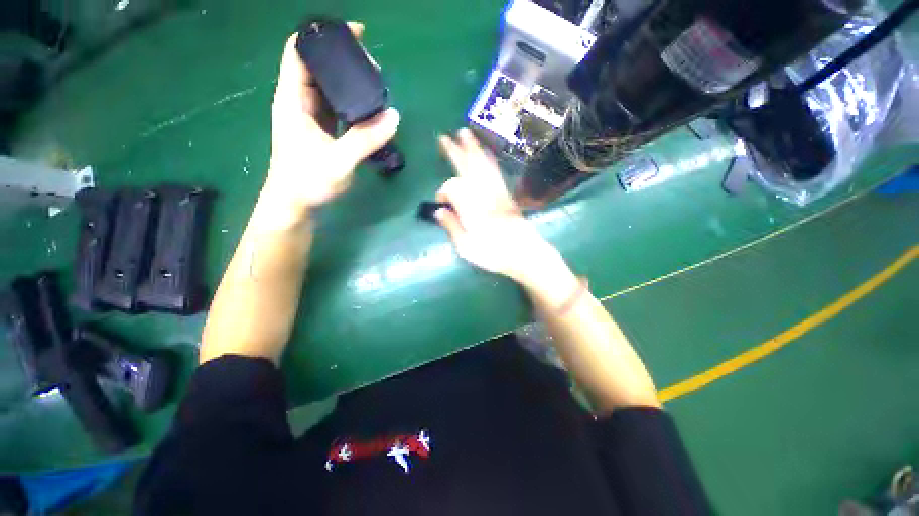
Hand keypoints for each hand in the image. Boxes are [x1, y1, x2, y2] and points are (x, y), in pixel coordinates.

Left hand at [265, 25, 399, 215]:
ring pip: (328, 87)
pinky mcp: (320, 129)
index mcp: (293, 99)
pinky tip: (368, 107)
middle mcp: (299, 101)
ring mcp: (310, 115)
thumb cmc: (308, 182)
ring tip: (376, 85)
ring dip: (350, 82)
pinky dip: (351, 102)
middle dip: (344, 60)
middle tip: (374, 67)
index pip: (300, 51)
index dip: (323, 36)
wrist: (295, 205)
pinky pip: (336, 107)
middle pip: (318, 66)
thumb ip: (366, 138)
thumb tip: (394, 116)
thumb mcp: (339, 160)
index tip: (354, 34)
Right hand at [435, 129, 559, 284]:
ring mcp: (497, 191)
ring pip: (482, 164)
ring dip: (472, 148)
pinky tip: (485, 153)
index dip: (443, 192)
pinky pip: (496, 171)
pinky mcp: (506, 194)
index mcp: (471, 206)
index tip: (441, 204)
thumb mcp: (466, 247)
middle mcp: (484, 193)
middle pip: (468, 167)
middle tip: (444, 137)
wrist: (525, 254)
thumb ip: (451, 226)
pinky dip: (489, 159)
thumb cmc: (493, 254)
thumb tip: (438, 211)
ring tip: (464, 133)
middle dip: (455, 152)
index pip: (452, 187)